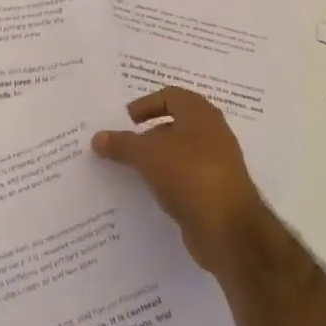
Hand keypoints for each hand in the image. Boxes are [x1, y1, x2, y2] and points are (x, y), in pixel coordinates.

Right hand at [92, 88, 266, 273]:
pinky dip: (167, 179)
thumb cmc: (189, 175)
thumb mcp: (147, 155)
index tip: (126, 120)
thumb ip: (121, 144)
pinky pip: (185, 177)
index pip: (171, 96)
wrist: (228, 228)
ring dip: (156, 157)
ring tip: (131, 168)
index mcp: (200, 114)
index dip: (147, 104)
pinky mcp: (214, 191)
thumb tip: (97, 138)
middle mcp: (212, 134)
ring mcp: (216, 164)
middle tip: (124, 142)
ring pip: (180, 152)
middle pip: (176, 124)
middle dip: (149, 132)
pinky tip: (149, 191)